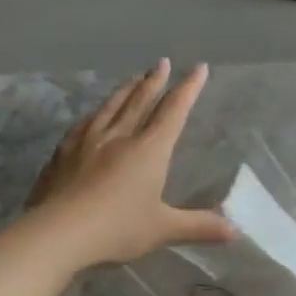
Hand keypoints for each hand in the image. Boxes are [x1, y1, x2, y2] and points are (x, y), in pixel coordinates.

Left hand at [27, 60, 234, 268]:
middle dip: (154, 81)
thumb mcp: (164, 229)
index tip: (198, 68)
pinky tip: (93, 114)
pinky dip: (96, 113)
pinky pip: (84, 123)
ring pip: (110, 107)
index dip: (188, 89)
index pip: (173, 112)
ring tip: (133, 79)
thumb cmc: (117, 228)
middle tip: (161, 62)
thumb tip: (237, 232)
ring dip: (125, 90)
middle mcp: (119, 137)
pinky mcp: (63, 153)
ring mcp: (87, 142)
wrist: (58, 232)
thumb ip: (200, 226)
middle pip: (140, 101)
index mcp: (148, 150)